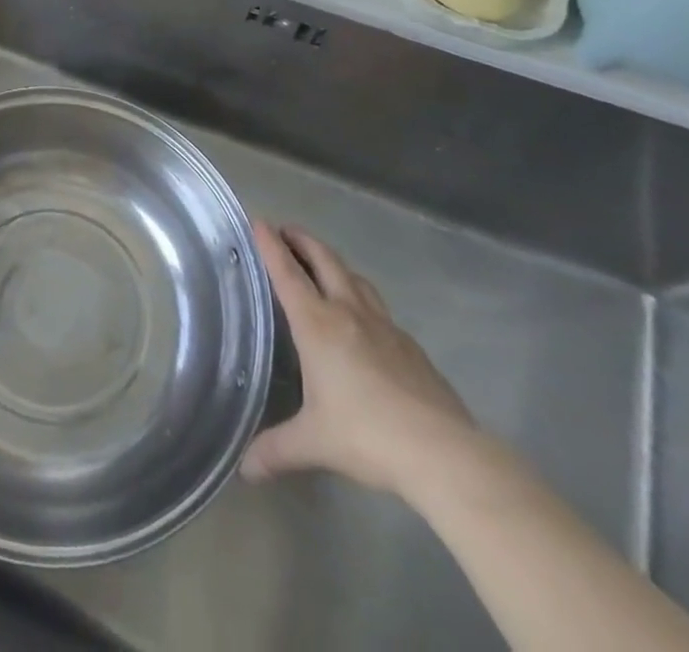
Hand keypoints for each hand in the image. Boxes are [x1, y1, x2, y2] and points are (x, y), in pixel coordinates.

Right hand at [243, 222, 479, 498]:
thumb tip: (245, 470)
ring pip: (355, 278)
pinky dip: (361, 297)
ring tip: (323, 265)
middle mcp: (348, 312)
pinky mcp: (410, 345)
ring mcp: (384, 326)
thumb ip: (276, 450)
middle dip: (303, 240)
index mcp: (318, 324)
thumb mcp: (314, 443)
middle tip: (286, 231)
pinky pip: (378, 307)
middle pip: (324, 260)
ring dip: (334, 263)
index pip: (287, 273)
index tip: (259, 220)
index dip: (271, 244)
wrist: (443, 453)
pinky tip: (363, 319)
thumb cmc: (367, 435)